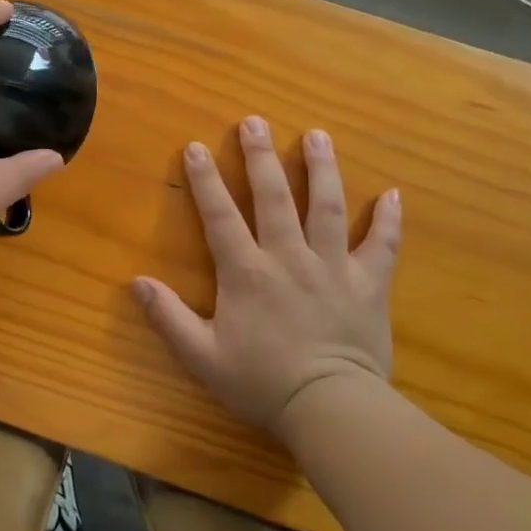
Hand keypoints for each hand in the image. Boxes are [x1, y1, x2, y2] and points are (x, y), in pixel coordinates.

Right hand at [134, 117, 400, 440]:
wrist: (331, 409)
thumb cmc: (262, 382)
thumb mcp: (202, 356)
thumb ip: (168, 317)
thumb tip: (136, 281)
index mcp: (247, 272)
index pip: (221, 215)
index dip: (206, 180)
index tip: (196, 146)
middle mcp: (289, 257)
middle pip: (275, 197)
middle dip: (262, 157)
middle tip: (256, 121)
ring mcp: (333, 267)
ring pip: (328, 208)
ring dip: (322, 169)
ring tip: (318, 136)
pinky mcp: (369, 284)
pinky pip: (383, 246)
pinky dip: (389, 220)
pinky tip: (393, 193)